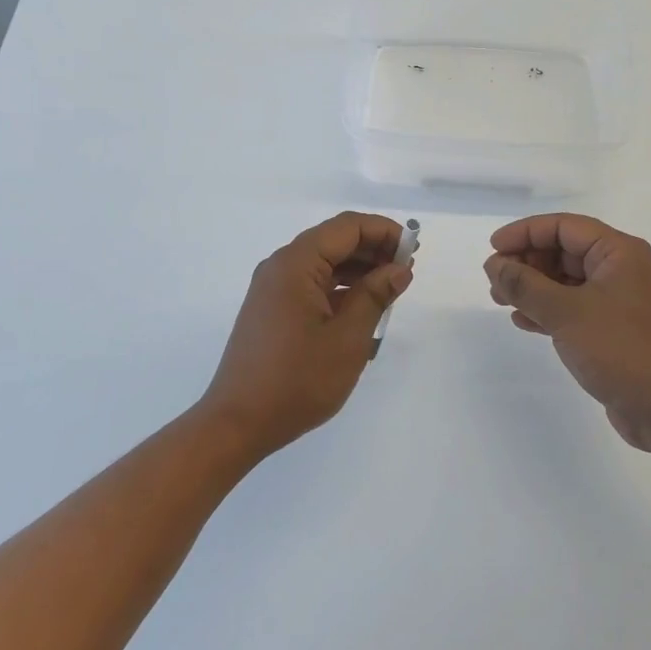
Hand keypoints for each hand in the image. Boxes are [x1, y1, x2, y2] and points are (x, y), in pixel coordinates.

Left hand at [198, 212, 412, 458]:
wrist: (237, 422)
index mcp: (296, 263)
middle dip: (373, 249)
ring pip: (323, 262)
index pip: (346, 227)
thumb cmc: (297, 380)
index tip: (413, 249)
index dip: (383, 231)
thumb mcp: (347, 338)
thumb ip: (375, 296)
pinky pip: (311, 283)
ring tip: (391, 288)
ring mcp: (273, 288)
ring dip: (358, 269)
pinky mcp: (272, 308)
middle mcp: (281, 266)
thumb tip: (399, 268)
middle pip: (333, 240)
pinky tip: (363, 306)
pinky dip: (340, 287)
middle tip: (407, 270)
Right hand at [485, 214, 650, 451]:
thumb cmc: (620, 350)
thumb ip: (524, 284)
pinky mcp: (612, 328)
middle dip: (526, 262)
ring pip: (564, 280)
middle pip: (563, 250)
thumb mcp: (565, 312)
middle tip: (494, 280)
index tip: (494, 248)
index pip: (564, 226)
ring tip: (499, 300)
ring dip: (531, 287)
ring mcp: (617, 300)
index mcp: (619, 252)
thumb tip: (494, 264)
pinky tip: (522, 321)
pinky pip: (571, 306)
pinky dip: (546, 309)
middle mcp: (620, 269)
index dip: (525, 232)